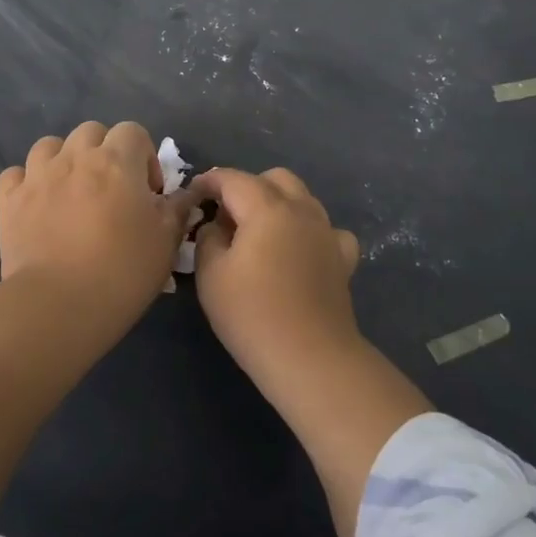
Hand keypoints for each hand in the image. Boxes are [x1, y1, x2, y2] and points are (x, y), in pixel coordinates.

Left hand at [0, 121, 198, 311]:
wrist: (59, 305)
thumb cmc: (123, 271)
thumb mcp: (166, 242)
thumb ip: (176, 210)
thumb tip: (183, 196)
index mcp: (117, 161)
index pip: (133, 131)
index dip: (145, 156)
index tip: (148, 192)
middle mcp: (75, 158)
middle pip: (91, 132)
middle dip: (104, 152)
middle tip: (112, 189)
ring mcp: (37, 177)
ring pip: (49, 146)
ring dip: (64, 160)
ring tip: (72, 191)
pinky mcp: (9, 201)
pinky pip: (15, 174)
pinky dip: (26, 182)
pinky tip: (37, 203)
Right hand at [190, 167, 362, 379]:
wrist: (310, 357)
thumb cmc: (252, 314)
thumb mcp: (210, 274)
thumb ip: (208, 238)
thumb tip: (216, 225)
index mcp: (267, 207)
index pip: (233, 179)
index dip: (209, 181)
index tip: (193, 195)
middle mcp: (302, 210)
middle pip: (274, 179)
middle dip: (247, 187)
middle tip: (226, 216)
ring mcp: (327, 232)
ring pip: (302, 198)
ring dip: (278, 205)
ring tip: (258, 234)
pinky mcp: (342, 258)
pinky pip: (326, 230)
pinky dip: (309, 232)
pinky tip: (299, 252)